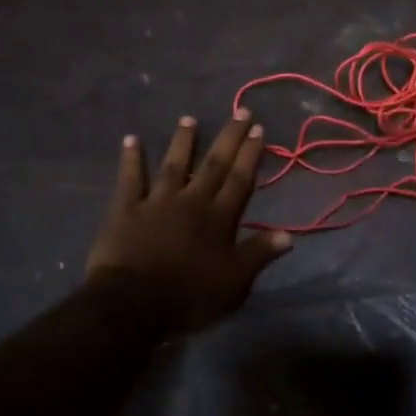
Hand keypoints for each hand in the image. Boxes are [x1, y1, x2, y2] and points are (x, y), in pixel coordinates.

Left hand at [85, 112, 291, 331]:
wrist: (133, 303)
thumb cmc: (189, 296)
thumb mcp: (234, 282)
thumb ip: (259, 254)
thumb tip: (289, 234)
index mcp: (219, 219)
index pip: (240, 180)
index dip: (251, 155)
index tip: (259, 130)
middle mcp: (191, 202)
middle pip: (214, 165)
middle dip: (229, 138)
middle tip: (240, 112)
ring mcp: (157, 202)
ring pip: (174, 165)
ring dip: (184, 141)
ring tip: (189, 118)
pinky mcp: (126, 210)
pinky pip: (130, 179)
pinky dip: (131, 159)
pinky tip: (131, 139)